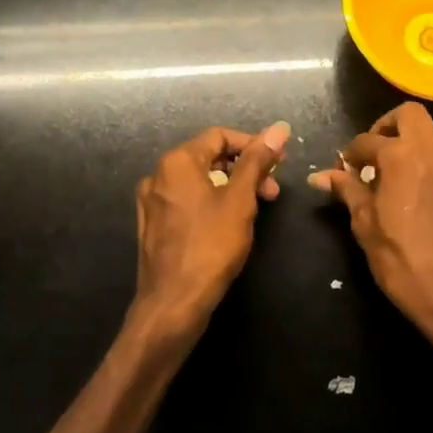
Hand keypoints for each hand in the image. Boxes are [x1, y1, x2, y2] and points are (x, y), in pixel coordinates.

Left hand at [133, 122, 289, 339]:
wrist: (172, 304)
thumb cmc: (210, 247)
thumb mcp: (240, 200)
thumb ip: (258, 161)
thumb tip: (279, 128)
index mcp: (177, 162)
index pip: (220, 136)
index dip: (253, 144)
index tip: (278, 164)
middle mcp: (158, 175)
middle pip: (209, 157)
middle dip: (245, 169)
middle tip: (272, 191)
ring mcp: (152, 202)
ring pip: (199, 181)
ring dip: (231, 187)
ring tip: (256, 210)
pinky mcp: (153, 226)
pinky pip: (187, 201)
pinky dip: (211, 203)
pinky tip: (229, 225)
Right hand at [309, 103, 432, 360]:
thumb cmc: (403, 261)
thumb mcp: (366, 226)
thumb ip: (347, 191)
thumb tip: (321, 175)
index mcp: (402, 156)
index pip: (367, 140)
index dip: (352, 154)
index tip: (347, 169)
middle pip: (409, 115)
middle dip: (387, 127)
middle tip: (376, 155)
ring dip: (414, 147)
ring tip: (401, 180)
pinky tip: (429, 198)